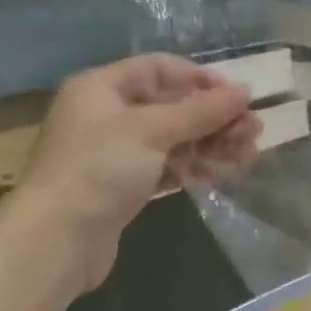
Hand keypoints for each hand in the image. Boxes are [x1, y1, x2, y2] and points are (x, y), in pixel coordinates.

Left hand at [14, 54, 260, 267]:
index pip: (159, 68)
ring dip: (211, 144)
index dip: (200, 78)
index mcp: (103, 88)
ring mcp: (115, 153)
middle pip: (171, 106)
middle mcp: (108, 115)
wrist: (56, 241)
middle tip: (253, 131)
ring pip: (173, 139)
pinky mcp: (124, 187)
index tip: (237, 96)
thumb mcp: (153, 131)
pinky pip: (166, 167)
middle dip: (214, 117)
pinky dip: (193, 167)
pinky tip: (221, 174)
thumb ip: (201, 110)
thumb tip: (244, 91)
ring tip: (247, 155)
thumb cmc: (100, 170)